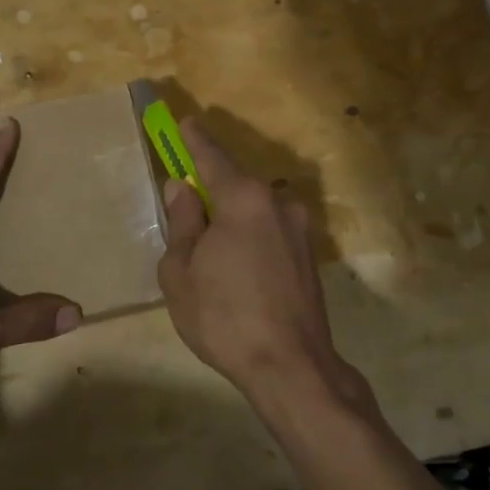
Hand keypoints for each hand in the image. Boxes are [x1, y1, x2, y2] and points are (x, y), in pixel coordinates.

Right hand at [156, 116, 347, 396]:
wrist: (291, 367)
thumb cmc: (224, 316)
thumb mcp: (181, 271)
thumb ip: (182, 223)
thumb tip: (182, 189)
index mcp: (244, 199)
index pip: (212, 157)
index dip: (194, 140)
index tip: (184, 122)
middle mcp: (277, 203)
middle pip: (235, 185)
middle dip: (210, 190)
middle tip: (186, 207)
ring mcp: (299, 230)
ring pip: (253, 211)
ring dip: (231, 219)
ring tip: (209, 253)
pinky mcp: (309, 256)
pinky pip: (269, 232)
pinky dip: (249, 238)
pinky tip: (236, 269)